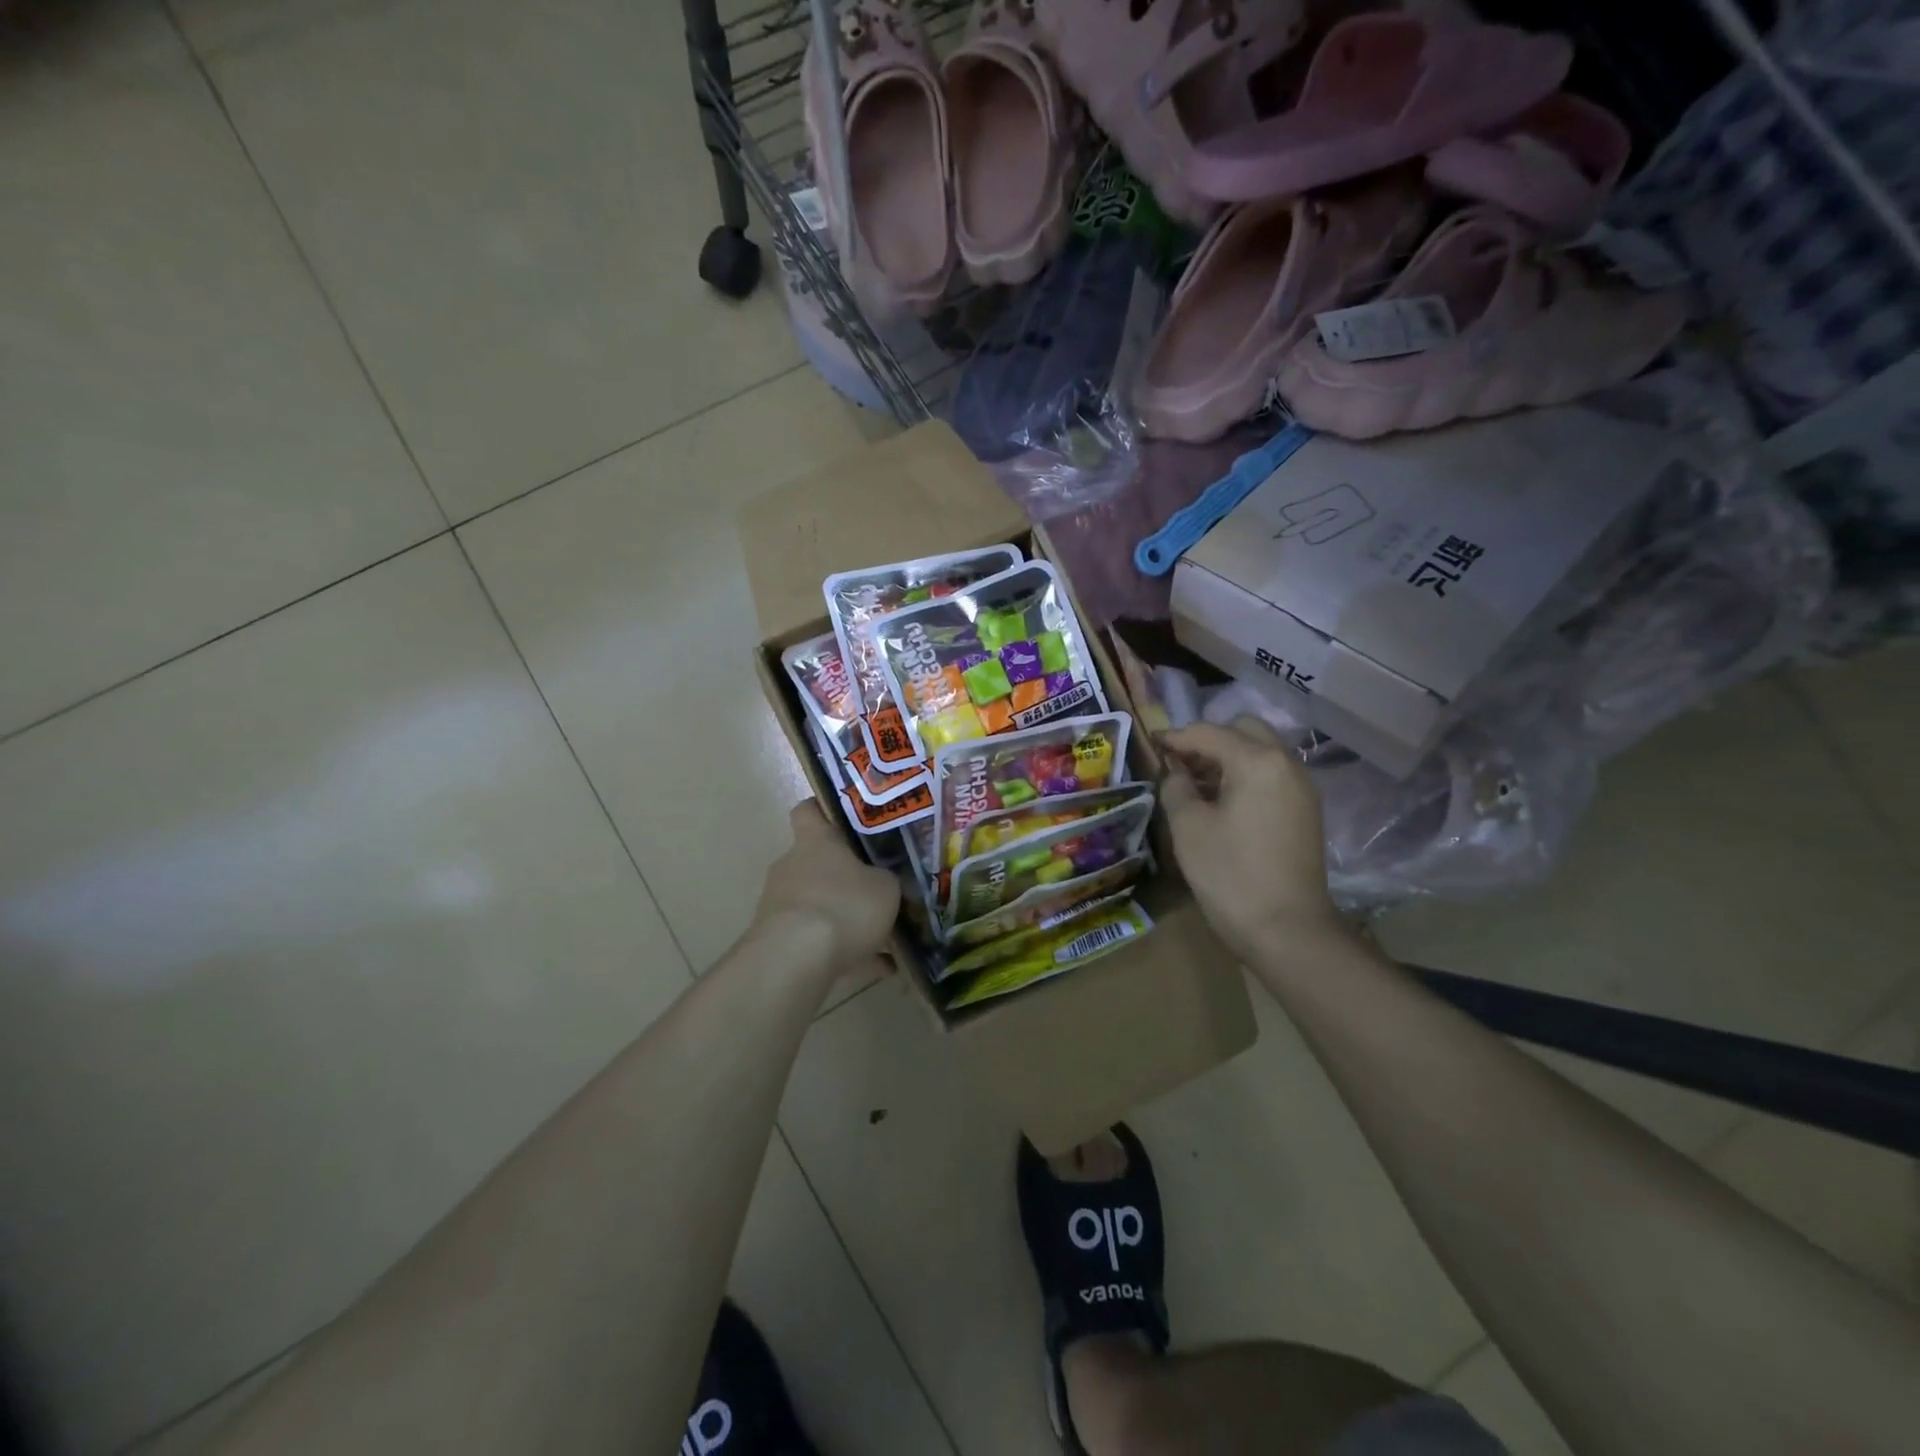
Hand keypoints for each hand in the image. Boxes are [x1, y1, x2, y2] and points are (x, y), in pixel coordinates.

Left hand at [750, 800, 899, 975]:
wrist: (795, 961)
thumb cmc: (844, 906)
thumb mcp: (886, 888)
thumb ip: (887, 879)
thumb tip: (884, 879)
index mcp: (816, 841)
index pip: (809, 810)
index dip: (824, 810)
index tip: (847, 820)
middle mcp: (791, 865)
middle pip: (815, 860)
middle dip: (842, 873)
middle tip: (876, 884)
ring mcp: (779, 903)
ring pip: (816, 901)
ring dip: (842, 914)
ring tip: (881, 934)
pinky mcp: (775, 939)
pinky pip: (815, 939)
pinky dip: (841, 950)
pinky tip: (876, 967)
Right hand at [1159, 718, 1350, 966]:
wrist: (1287, 930)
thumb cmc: (1230, 875)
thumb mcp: (1188, 827)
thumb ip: (1176, 787)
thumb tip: (1175, 772)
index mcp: (1257, 761)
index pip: (1209, 732)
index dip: (1176, 737)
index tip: (1151, 743)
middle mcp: (1287, 763)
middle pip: (1244, 730)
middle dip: (1208, 740)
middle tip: (1178, 763)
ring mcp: (1302, 787)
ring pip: (1261, 752)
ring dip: (1228, 757)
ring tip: (1195, 784)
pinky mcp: (1305, 810)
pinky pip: (1271, 775)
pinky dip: (1245, 775)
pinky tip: (1222, 802)